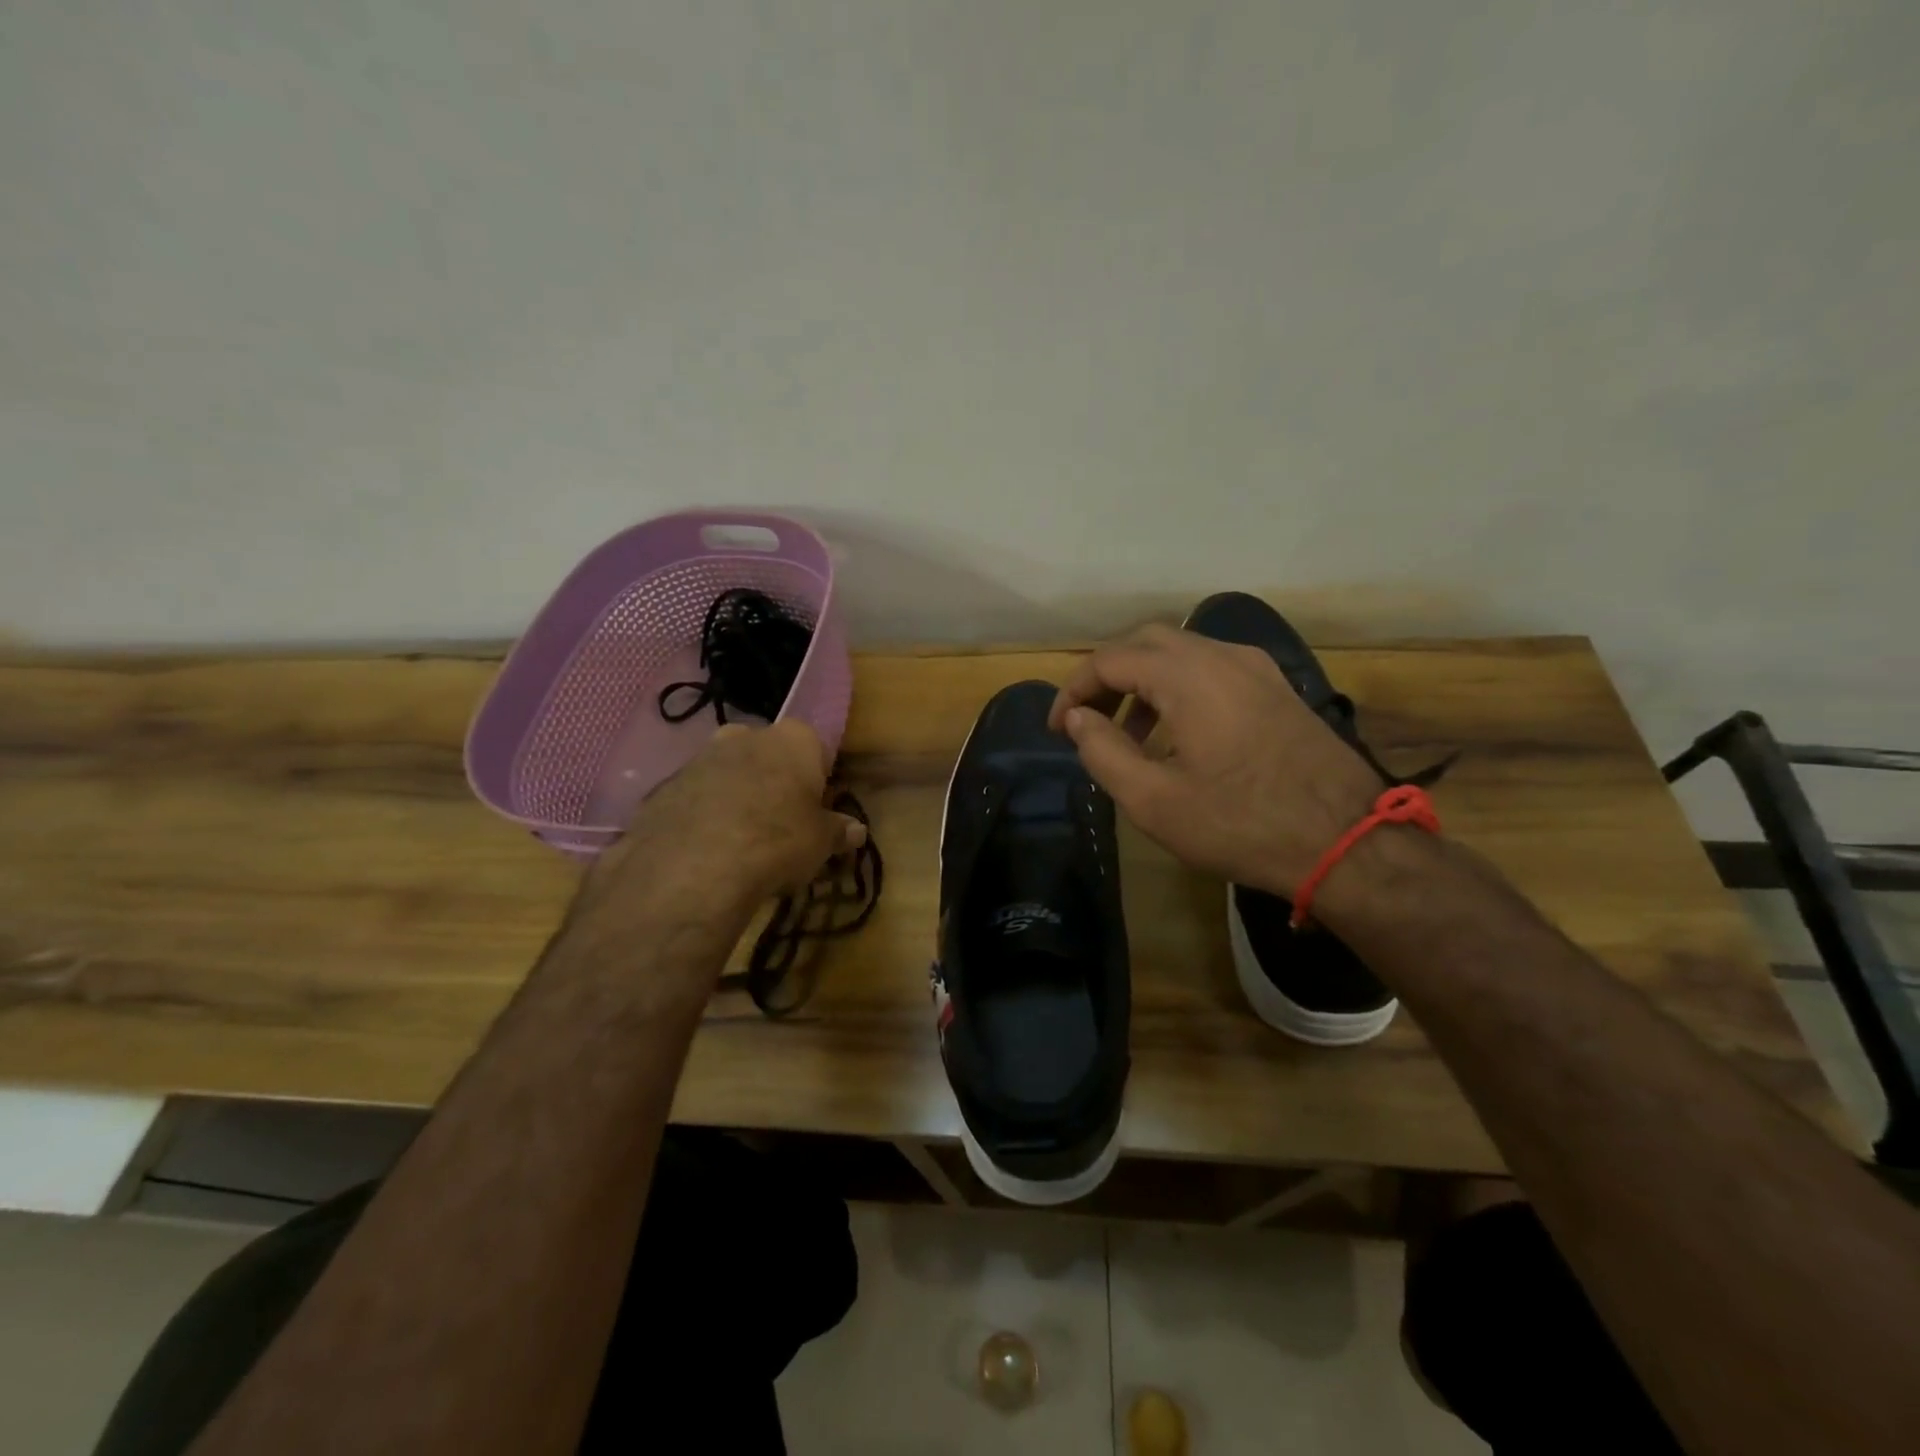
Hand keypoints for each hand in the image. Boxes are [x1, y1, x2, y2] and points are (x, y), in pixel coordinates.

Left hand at [590, 721, 865, 912]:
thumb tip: (856, 830)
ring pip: (728, 773)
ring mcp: (700, 757)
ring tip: (741, 842)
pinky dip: (703, 815)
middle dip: (773, 781)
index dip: (817, 780)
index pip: (816, 749)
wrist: (693, 866)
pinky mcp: (664, 785)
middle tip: (779, 823)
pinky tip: (708, 850)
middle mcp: (746, 735)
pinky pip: (695, 797)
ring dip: (736, 797)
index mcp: (793, 739)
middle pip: (768, 755)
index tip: (816, 810)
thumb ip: (838, 831)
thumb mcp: (820, 843)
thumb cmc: (777, 842)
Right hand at [1047, 624, 1380, 897]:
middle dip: (1107, 676)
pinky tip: (1177, 733)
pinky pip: (1212, 669)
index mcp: (1188, 676)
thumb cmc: (1241, 824)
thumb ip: (1103, 752)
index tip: (1059, 730)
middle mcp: (1222, 656)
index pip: (1109, 660)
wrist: (1347, 843)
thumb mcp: (1154, 800)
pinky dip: (1178, 688)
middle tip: (1087, 720)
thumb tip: (1079, 719)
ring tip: (1128, 735)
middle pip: (1145, 643)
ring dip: (1143, 682)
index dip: (1074, 691)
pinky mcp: (1276, 688)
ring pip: (1181, 653)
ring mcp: (1256, 669)